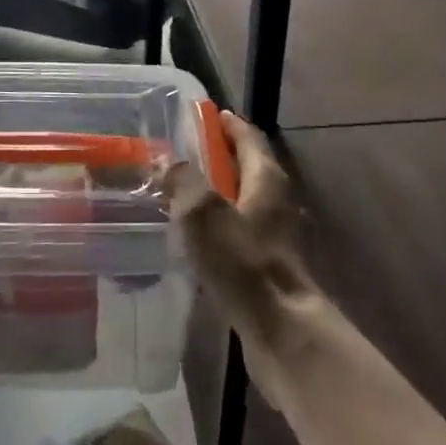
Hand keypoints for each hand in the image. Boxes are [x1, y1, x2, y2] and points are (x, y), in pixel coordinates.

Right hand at [164, 111, 314, 349]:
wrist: (281, 329)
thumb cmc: (243, 262)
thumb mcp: (203, 214)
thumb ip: (182, 181)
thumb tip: (164, 160)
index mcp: (266, 178)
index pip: (248, 137)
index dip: (227, 124)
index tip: (205, 115)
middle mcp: (276, 200)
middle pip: (247, 166)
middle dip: (218, 157)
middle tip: (182, 154)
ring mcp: (276, 234)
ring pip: (243, 200)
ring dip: (217, 193)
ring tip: (181, 194)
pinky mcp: (268, 263)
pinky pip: (241, 230)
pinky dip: (220, 224)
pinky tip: (196, 237)